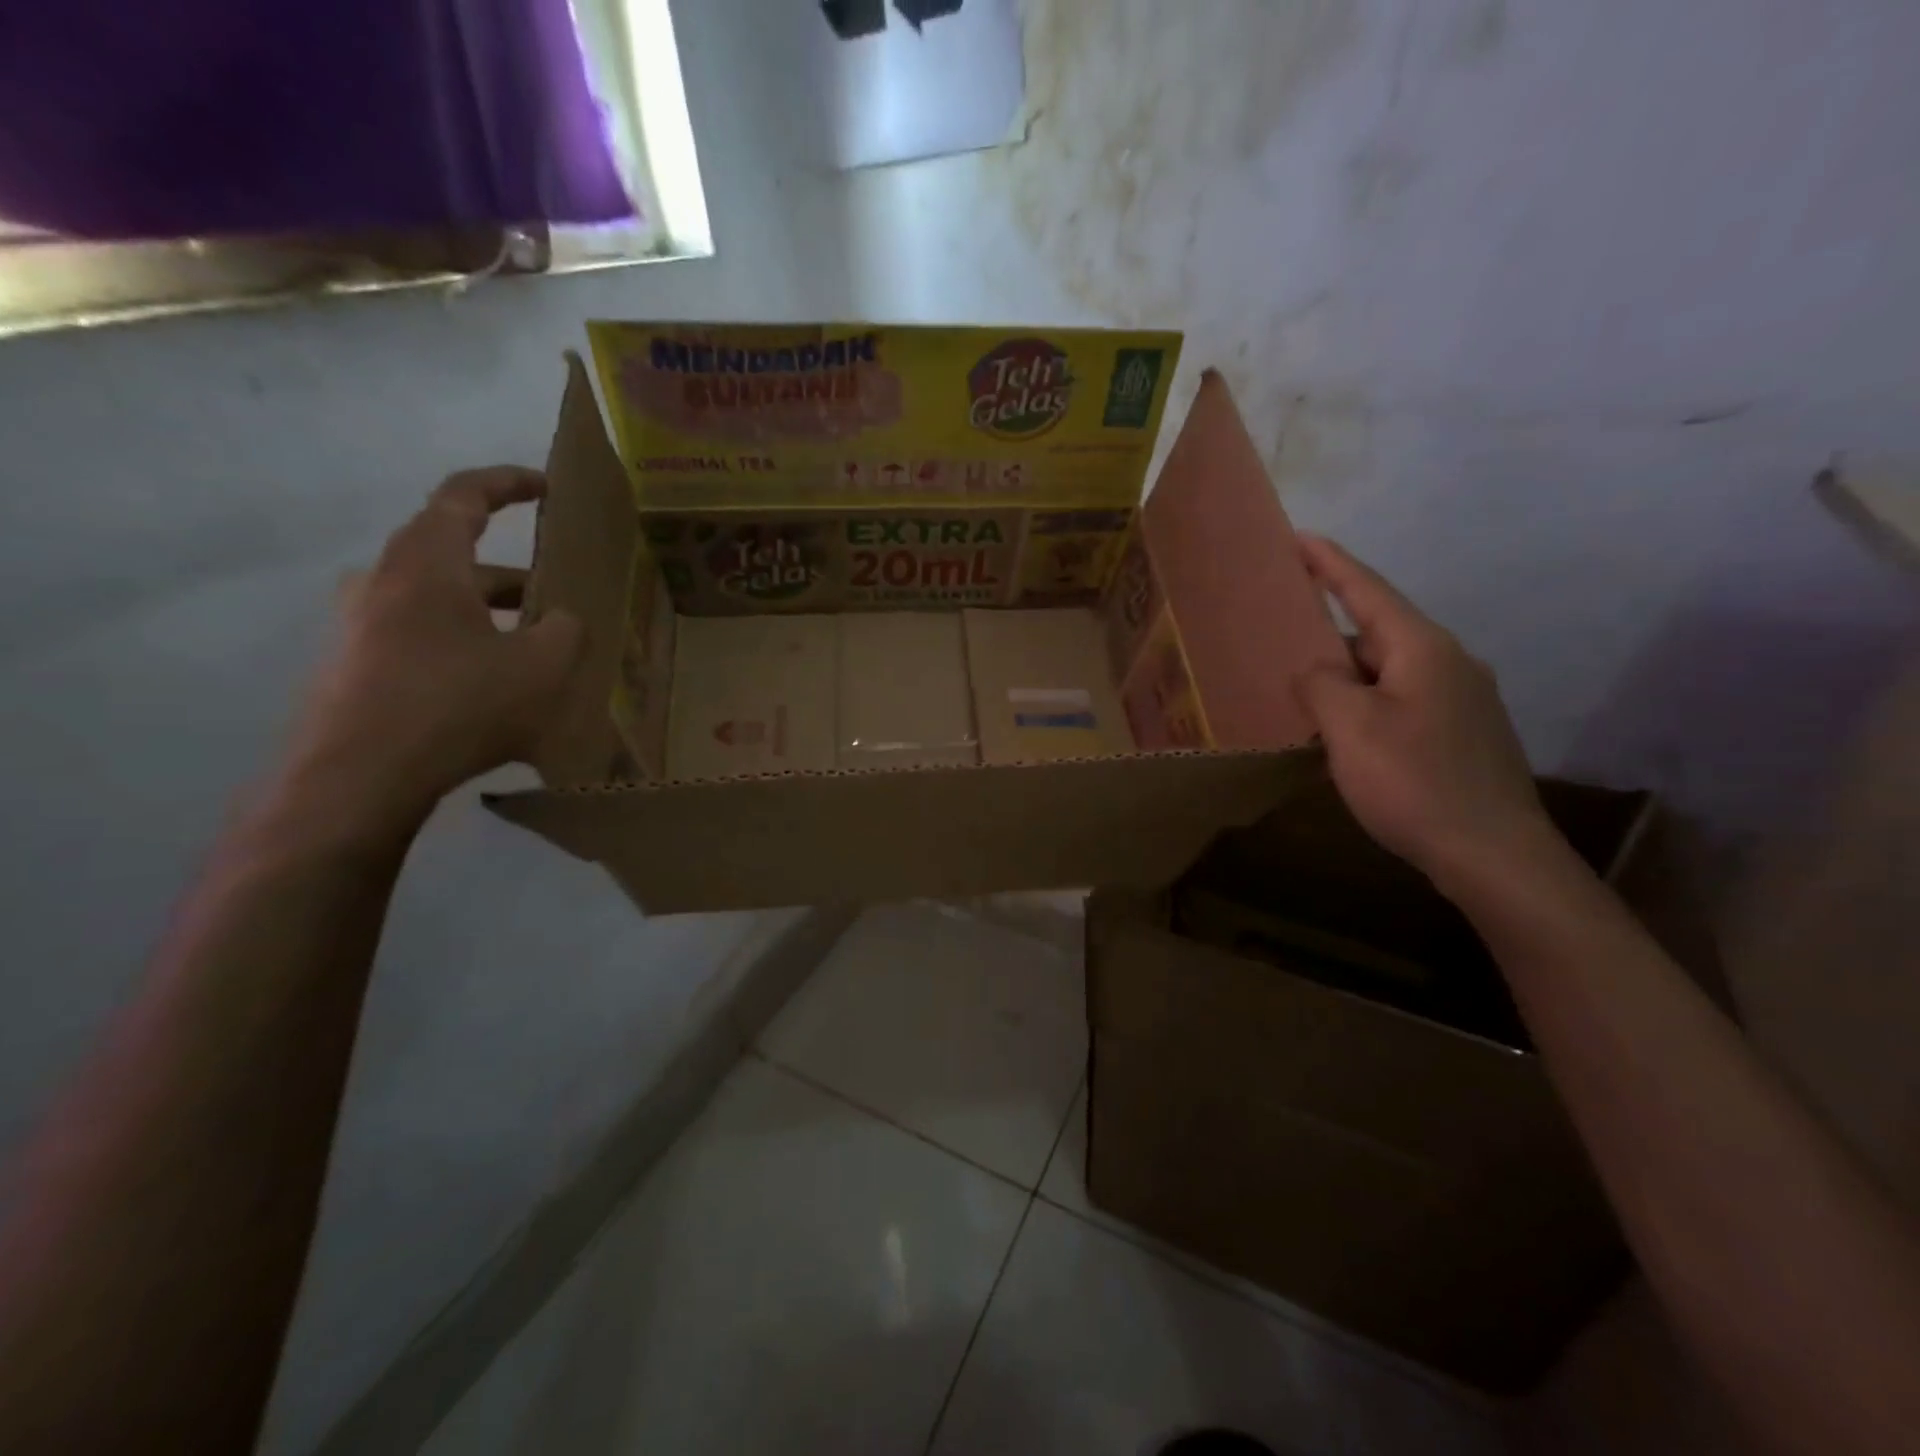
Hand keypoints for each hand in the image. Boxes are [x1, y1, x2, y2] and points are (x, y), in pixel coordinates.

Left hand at [292, 468, 586, 831]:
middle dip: (513, 575)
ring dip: (489, 616)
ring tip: (534, 653)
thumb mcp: (542, 667)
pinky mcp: (352, 667)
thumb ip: (566, 631)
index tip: (545, 486)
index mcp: (426, 564)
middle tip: (558, 599)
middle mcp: (383, 581)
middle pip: (454, 556)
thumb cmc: (457, 704)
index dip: (507, 482)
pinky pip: (419, 640)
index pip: (463, 496)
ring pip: (439, 603)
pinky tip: (493, 691)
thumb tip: (563, 620)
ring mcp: (359, 625)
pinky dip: (462, 648)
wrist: (357, 778)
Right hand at [1294, 536, 1552, 881]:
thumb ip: (1322, 684)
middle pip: (1377, 630)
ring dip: (1345, 672)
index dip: (1330, 563)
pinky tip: (1341, 727)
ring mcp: (1461, 699)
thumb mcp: (1350, 728)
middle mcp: (1448, 662)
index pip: (1368, 590)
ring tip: (1301, 684)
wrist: (1493, 854)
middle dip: (1329, 627)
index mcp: (1422, 648)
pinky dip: (1364, 700)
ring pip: (1387, 669)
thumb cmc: (1414, 781)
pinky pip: (1400, 698)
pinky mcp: (1461, 733)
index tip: (1298, 536)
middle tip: (1281, 627)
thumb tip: (1315, 671)